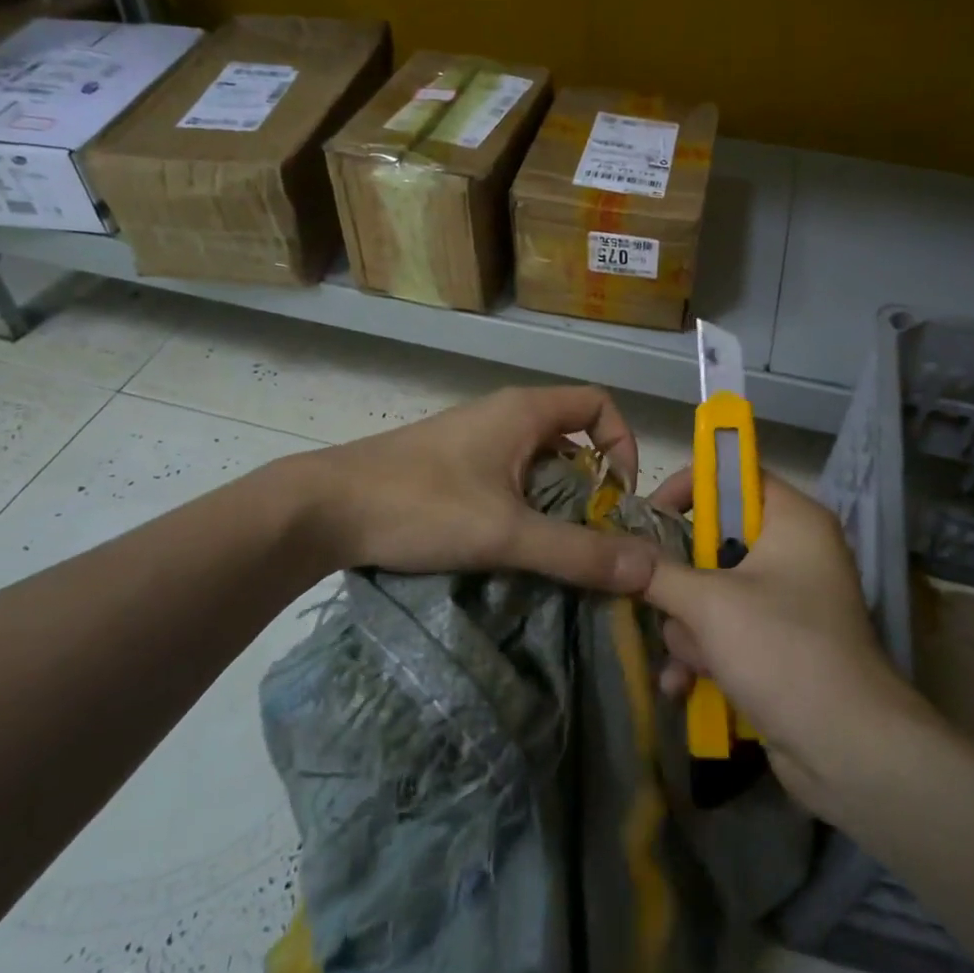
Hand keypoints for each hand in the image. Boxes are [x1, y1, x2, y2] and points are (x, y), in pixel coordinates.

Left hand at [295, 385, 660, 593]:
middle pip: (572, 437)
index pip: (599, 404)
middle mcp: (503, 415)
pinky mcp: (449, 465)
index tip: (618, 497)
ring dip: (555, 502)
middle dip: (591, 486)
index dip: (622, 444)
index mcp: (524, 411)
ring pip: (537, 462)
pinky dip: (522, 506)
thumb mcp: (506, 533)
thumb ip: (578, 552)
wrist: (323, 508)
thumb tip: (650, 568)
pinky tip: (508, 546)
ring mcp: (472, 439)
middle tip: (590, 538)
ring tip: (552, 550)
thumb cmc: (421, 506)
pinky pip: (506, 477)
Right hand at [644, 470, 934, 814]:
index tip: (649, 517)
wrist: (848, 753)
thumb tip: (610, 552)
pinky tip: (682, 686)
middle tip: (655, 597)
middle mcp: (794, 554)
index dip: (690, 488)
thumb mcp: (709, 604)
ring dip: (688, 630)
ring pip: (712, 594)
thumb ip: (656, 572)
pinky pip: (725, 633)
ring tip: (688, 661)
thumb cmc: (783, 650)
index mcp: (794, 521)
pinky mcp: (778, 647)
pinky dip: (704, 656)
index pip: (735, 477)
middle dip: (681, 583)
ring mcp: (787, 603)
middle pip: (715, 542)